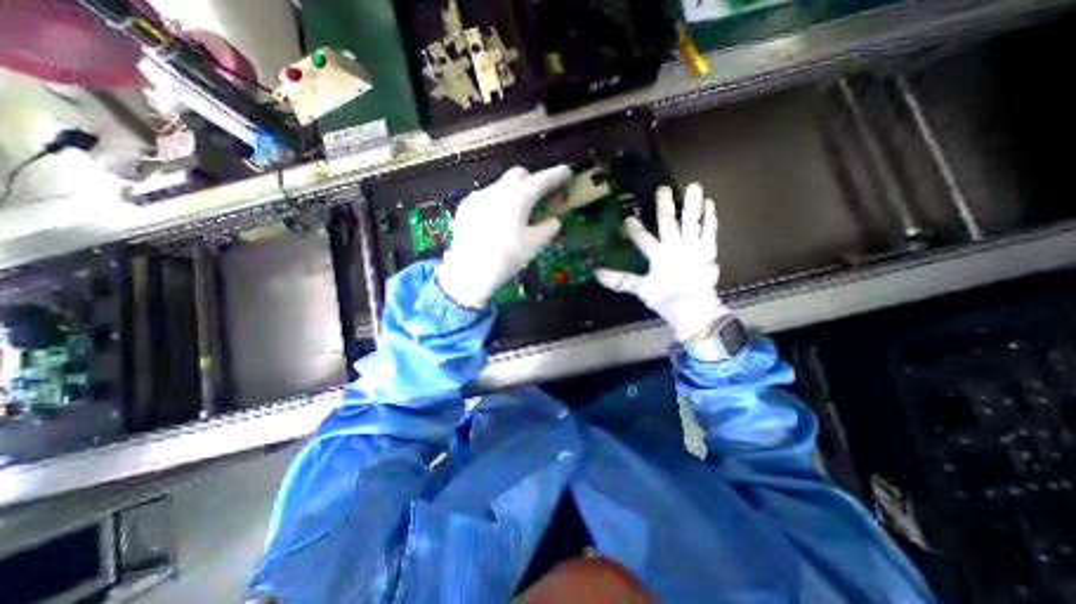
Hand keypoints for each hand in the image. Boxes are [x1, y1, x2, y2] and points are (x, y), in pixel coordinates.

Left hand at [435, 166, 574, 309]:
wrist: (468, 271)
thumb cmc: (506, 257)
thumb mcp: (533, 245)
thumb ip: (548, 228)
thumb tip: (553, 220)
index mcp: (519, 197)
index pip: (543, 179)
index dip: (557, 175)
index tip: (567, 173)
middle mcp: (498, 189)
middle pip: (519, 174)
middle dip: (532, 181)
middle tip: (539, 197)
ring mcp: (479, 196)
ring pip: (501, 185)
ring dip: (513, 193)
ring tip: (515, 215)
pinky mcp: (466, 206)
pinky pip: (486, 197)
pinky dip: (496, 203)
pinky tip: (495, 222)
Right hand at [592, 184, 725, 340]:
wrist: (695, 310)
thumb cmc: (666, 299)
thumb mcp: (641, 290)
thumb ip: (620, 280)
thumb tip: (596, 273)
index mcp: (658, 257)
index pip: (643, 239)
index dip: (634, 229)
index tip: (627, 218)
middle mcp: (676, 248)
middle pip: (669, 224)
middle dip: (665, 206)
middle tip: (663, 188)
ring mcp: (693, 249)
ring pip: (692, 224)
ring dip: (691, 206)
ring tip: (694, 186)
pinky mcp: (708, 252)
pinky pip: (710, 234)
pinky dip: (710, 219)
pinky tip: (710, 203)